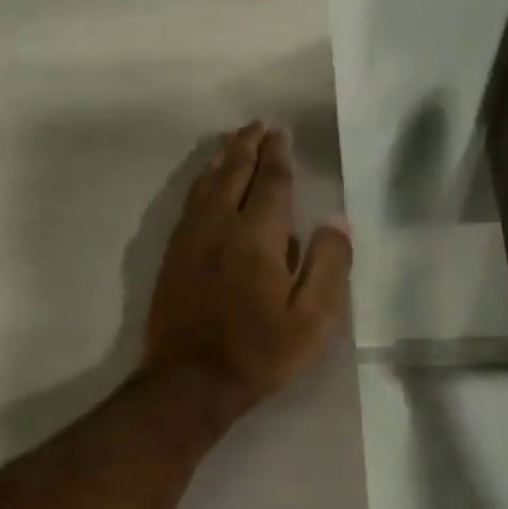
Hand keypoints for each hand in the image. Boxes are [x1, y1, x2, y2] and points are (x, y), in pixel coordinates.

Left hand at [142, 123, 351, 416]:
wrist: (189, 383)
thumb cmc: (258, 354)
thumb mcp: (312, 320)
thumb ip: (328, 265)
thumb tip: (335, 221)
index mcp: (257, 236)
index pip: (270, 182)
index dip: (278, 155)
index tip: (281, 133)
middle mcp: (219, 226)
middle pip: (233, 173)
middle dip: (248, 146)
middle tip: (258, 126)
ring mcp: (189, 240)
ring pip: (206, 185)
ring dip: (222, 159)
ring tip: (232, 142)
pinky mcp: (172, 258)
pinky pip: (188, 205)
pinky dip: (200, 183)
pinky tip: (204, 184)